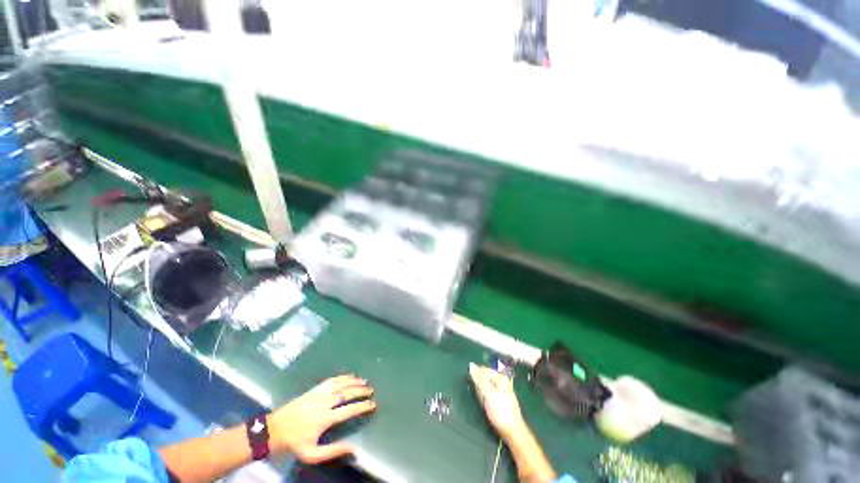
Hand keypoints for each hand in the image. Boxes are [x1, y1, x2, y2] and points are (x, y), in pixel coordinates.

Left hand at [267, 375, 375, 463]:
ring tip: (364, 381)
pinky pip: (332, 380)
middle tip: (371, 390)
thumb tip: (354, 448)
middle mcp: (325, 402)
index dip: (362, 406)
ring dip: (354, 381)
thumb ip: (333, 451)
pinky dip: (343, 377)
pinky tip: (349, 376)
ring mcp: (319, 393)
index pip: (349, 410)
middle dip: (361, 391)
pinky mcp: (315, 389)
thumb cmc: (295, 443)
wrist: (275, 429)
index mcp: (325, 418)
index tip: (372, 404)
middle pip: (347, 393)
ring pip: (341, 384)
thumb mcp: (312, 454)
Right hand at [469, 363, 526, 440]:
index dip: (476, 375)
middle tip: (480, 397)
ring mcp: (500, 391)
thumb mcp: (488, 394)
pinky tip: (485, 406)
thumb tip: (471, 365)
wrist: (512, 432)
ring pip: (485, 387)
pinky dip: (484, 399)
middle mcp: (501, 382)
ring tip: (484, 403)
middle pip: (484, 378)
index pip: (483, 369)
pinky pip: (487, 395)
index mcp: (500, 377)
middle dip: (479, 386)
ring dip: (481, 394)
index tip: (471, 384)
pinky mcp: (499, 400)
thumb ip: (479, 379)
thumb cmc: (501, 412)